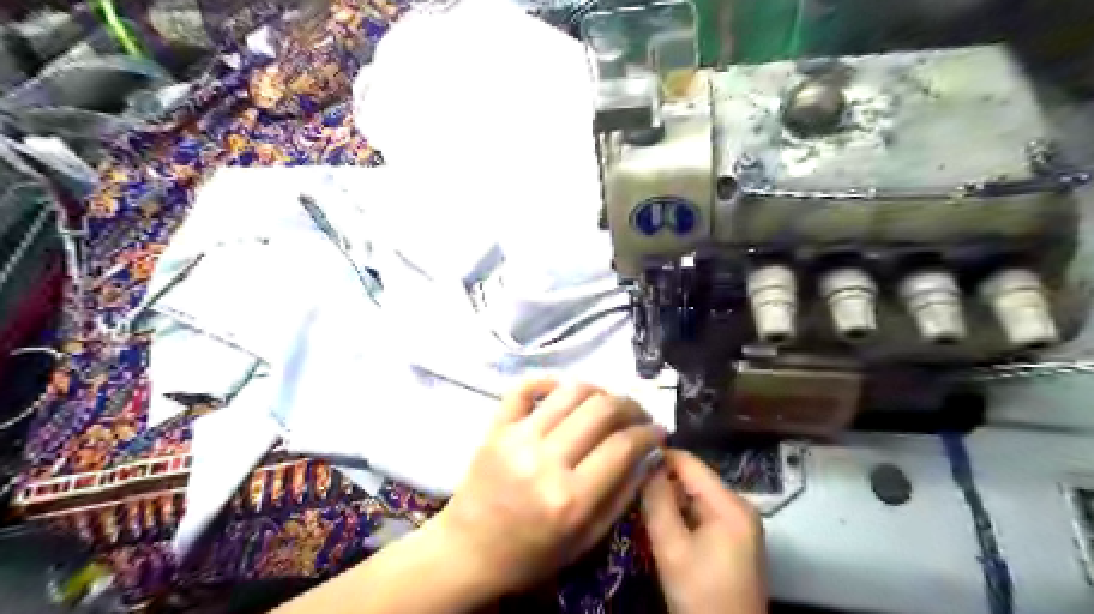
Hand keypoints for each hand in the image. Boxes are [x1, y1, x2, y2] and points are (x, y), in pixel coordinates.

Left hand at [438, 379, 666, 593]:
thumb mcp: (586, 540)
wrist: (469, 551)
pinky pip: (524, 387)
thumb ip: (622, 496)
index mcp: (571, 498)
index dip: (649, 432)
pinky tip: (564, 391)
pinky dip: (549, 381)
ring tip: (608, 402)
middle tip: (638, 414)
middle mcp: (545, 461)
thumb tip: (648, 454)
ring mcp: (517, 438)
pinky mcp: (496, 427)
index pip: (623, 446)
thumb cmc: (531, 554)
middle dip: (630, 406)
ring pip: (570, 392)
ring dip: (599, 390)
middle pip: (602, 410)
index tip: (658, 431)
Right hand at [643, 451, 766, 613]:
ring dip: (668, 499)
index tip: (625, 459)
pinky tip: (659, 523)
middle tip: (628, 486)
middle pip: (692, 479)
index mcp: (730, 504)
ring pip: (694, 497)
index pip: (689, 462)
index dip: (657, 456)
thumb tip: (643, 461)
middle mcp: (739, 506)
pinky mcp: (733, 540)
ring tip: (638, 502)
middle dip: (661, 481)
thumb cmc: (701, 597)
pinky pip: (701, 514)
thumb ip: (657, 502)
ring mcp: (738, 524)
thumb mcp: (672, 549)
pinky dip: (679, 515)